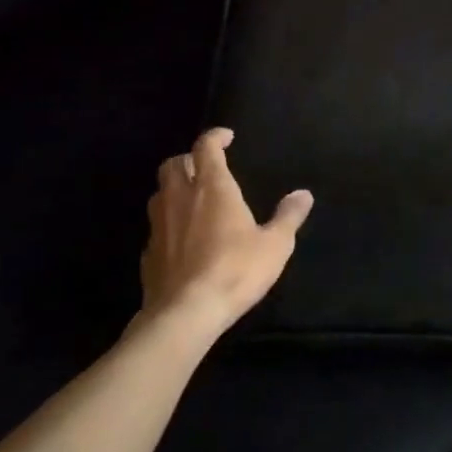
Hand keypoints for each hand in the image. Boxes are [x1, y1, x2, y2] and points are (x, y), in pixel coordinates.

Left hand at [139, 128, 311, 336]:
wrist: (185, 314)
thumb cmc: (236, 270)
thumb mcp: (275, 244)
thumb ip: (288, 216)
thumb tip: (303, 194)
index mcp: (212, 188)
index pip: (206, 147)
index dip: (214, 137)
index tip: (226, 137)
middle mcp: (181, 198)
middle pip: (172, 164)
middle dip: (188, 160)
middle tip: (206, 168)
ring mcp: (160, 226)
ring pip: (159, 193)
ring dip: (174, 189)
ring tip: (193, 200)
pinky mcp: (148, 254)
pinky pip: (156, 227)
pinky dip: (169, 223)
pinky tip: (183, 239)